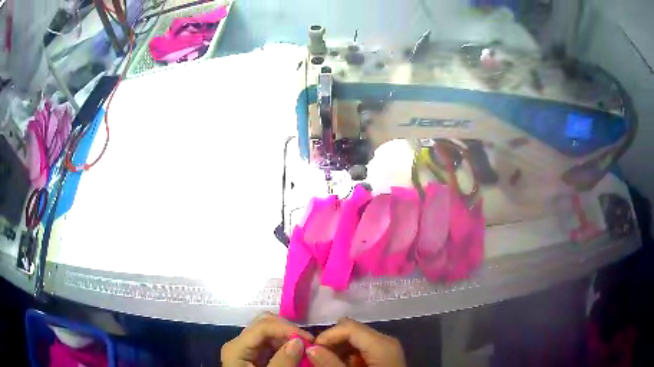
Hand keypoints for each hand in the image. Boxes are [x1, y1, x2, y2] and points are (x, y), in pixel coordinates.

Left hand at [221, 312, 312, 366]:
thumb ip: (283, 362)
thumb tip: (299, 341)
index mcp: (236, 347)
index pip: (262, 326)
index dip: (287, 329)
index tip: (310, 340)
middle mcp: (239, 343)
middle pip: (264, 324)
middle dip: (288, 330)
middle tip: (308, 343)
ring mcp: (246, 348)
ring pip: (269, 332)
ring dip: (288, 337)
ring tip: (305, 348)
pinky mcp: (254, 355)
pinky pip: (270, 343)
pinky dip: (285, 345)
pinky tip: (296, 352)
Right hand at [309, 318, 406, 366]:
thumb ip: (331, 364)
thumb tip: (311, 348)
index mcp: (381, 344)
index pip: (348, 326)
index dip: (327, 335)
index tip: (312, 350)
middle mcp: (385, 340)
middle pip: (351, 329)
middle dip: (331, 342)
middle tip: (318, 357)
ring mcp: (386, 347)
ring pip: (355, 338)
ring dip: (338, 349)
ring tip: (328, 363)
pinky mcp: (384, 354)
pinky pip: (361, 347)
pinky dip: (347, 355)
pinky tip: (342, 365)